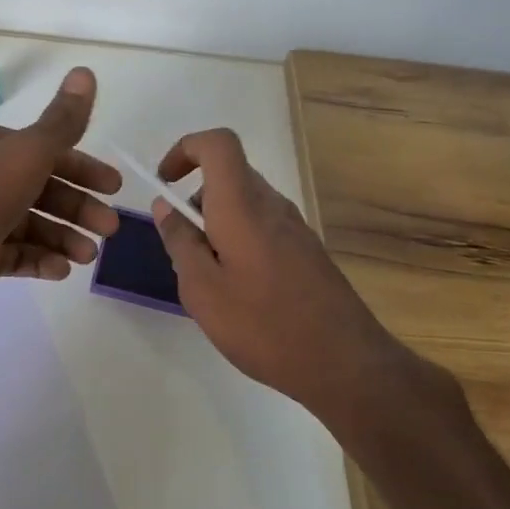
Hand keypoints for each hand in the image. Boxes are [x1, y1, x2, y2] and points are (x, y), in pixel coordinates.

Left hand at [0, 67, 121, 330]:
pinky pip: (12, 253)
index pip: (45, 150)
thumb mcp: (27, 153)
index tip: (114, 187)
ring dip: (63, 236)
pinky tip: (61, 271)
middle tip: (110, 229)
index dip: (83, 167)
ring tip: (88, 256)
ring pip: (29, 223)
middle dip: (78, 206)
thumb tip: (86, 71)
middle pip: (40, 187)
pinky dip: (39, 259)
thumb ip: (62, 121)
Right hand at [150, 128, 449, 431]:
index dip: (186, 149)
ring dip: (217, 225)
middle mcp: (272, 205)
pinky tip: (240, 292)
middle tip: (183, 250)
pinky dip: (239, 242)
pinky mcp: (308, 252)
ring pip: (245, 204)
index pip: (218, 144)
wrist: (344, 364)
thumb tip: (165, 207)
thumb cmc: (263, 325)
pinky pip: (263, 227)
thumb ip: (180, 242)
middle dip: (196, 201)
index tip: (164, 183)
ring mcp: (295, 228)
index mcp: (243, 205)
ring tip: (209, 280)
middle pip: (229, 176)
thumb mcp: (202, 289)